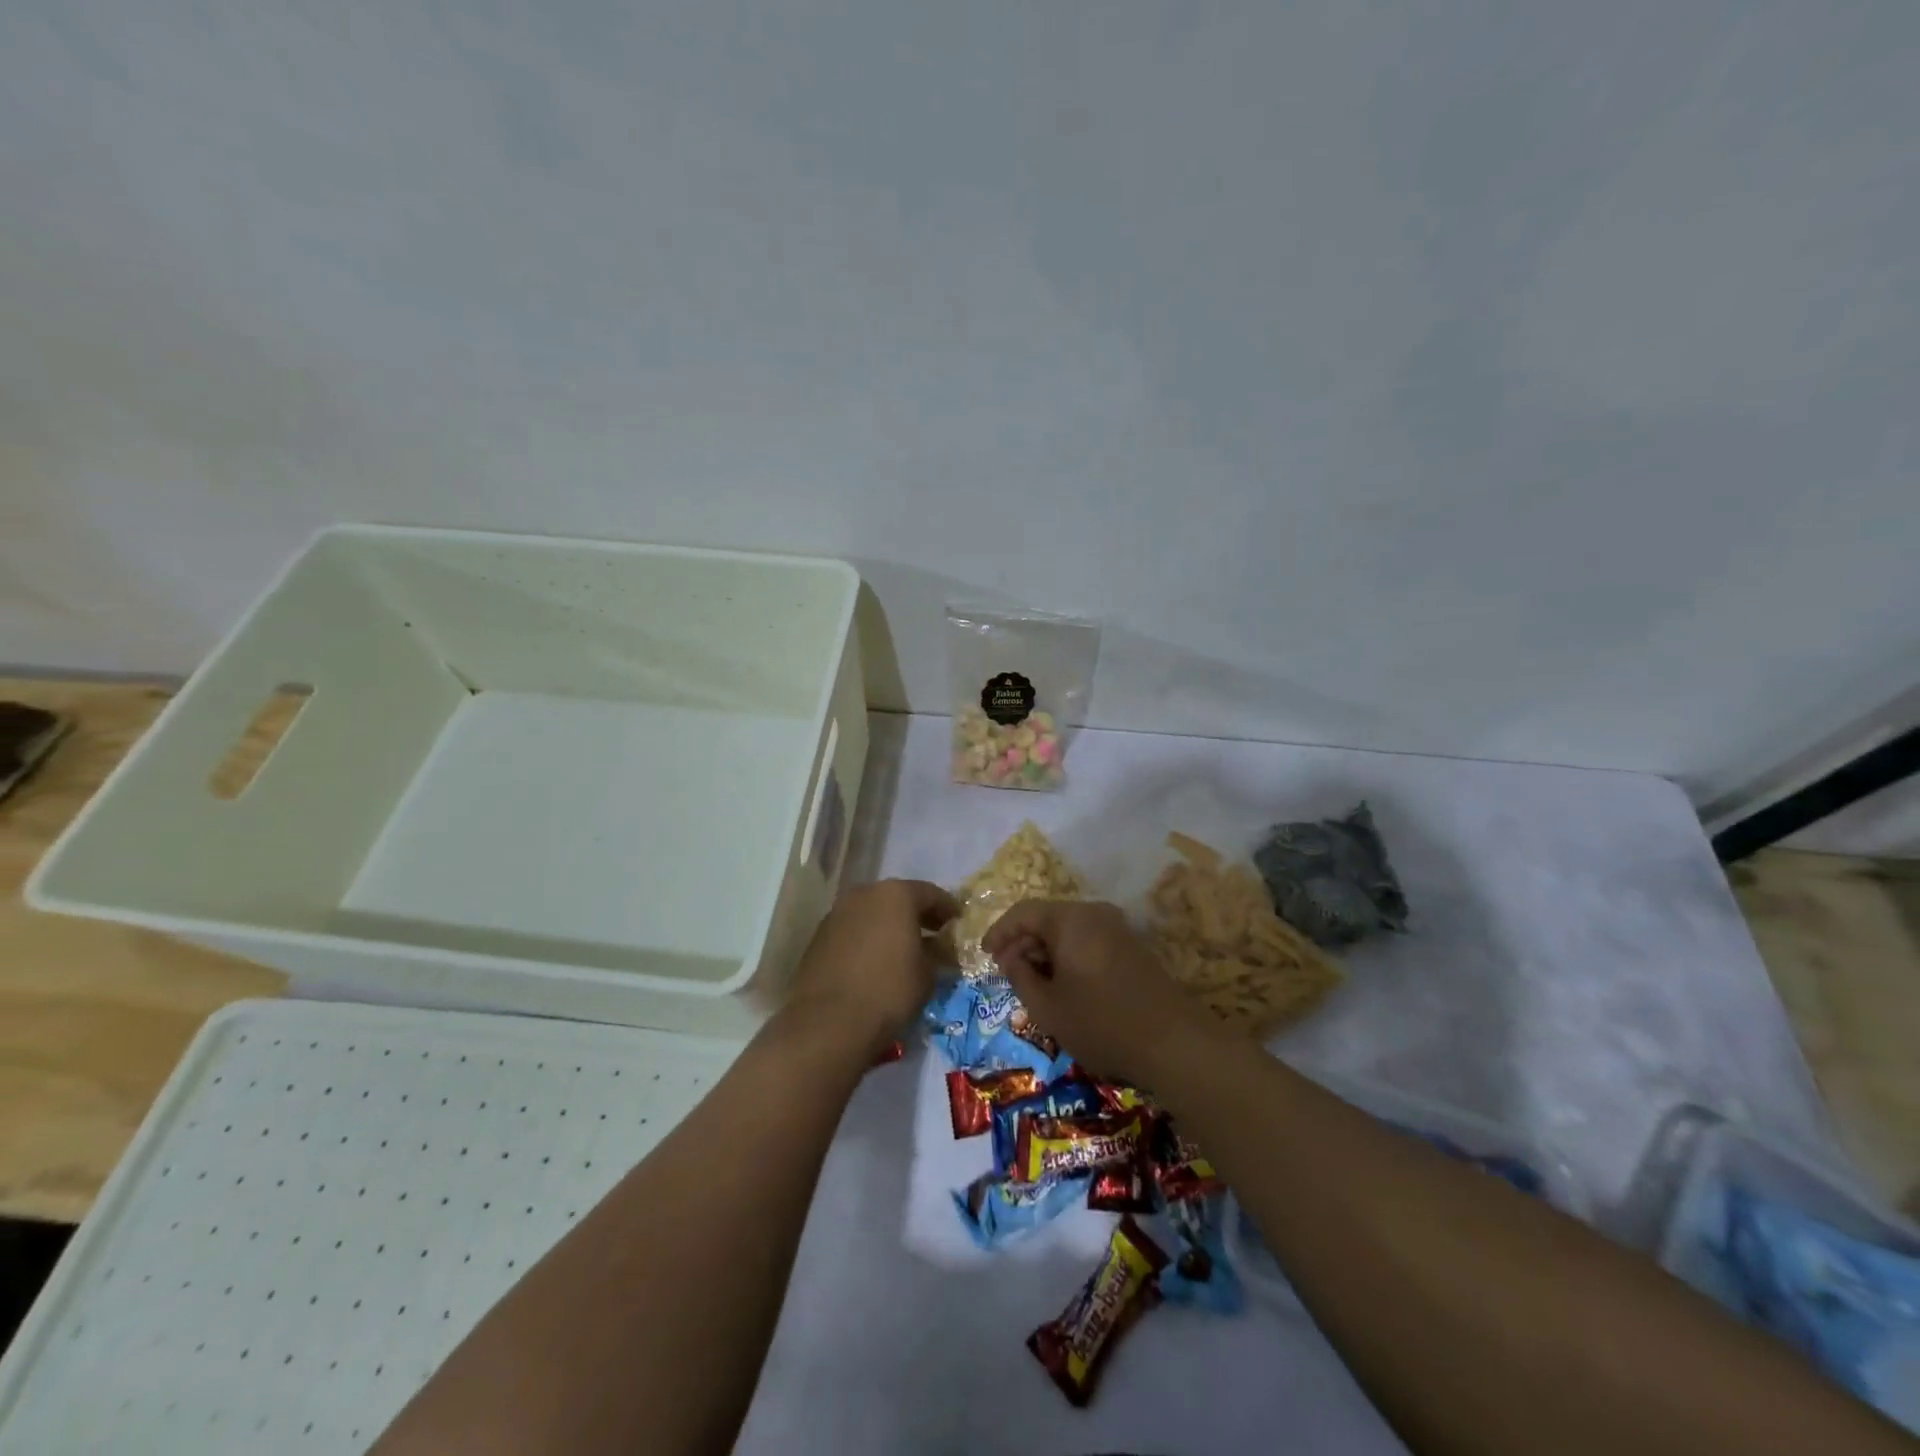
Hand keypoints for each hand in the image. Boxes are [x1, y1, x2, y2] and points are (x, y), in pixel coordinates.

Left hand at [785, 879, 958, 1057]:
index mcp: (896, 894)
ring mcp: (838, 913)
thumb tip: (941, 948)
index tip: (959, 922)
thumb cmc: (889, 991)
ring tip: (905, 949)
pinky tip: (877, 961)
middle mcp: (864, 894)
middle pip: (898, 899)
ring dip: (890, 926)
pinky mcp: (819, 936)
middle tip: (935, 934)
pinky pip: (854, 930)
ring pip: (873, 913)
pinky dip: (868, 939)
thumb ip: (937, 953)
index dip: (948, 908)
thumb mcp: (927, 974)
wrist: (828, 1022)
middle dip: (917, 915)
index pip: (931, 893)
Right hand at [981, 899, 1215, 1085]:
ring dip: (1046, 951)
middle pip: (1047, 918)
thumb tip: (1012, 957)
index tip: (985, 955)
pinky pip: (1089, 940)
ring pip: (1068, 930)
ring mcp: (1117, 928)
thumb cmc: (1101, 1022)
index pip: (1023, 912)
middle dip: (1023, 943)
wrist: (1174, 1042)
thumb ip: (1020, 975)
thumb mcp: (1047, 1006)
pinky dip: (1069, 956)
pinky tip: (1065, 985)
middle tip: (1008, 973)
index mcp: (1070, 919)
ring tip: (1034, 983)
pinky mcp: (1132, 947)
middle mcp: (1094, 913)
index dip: (999, 932)